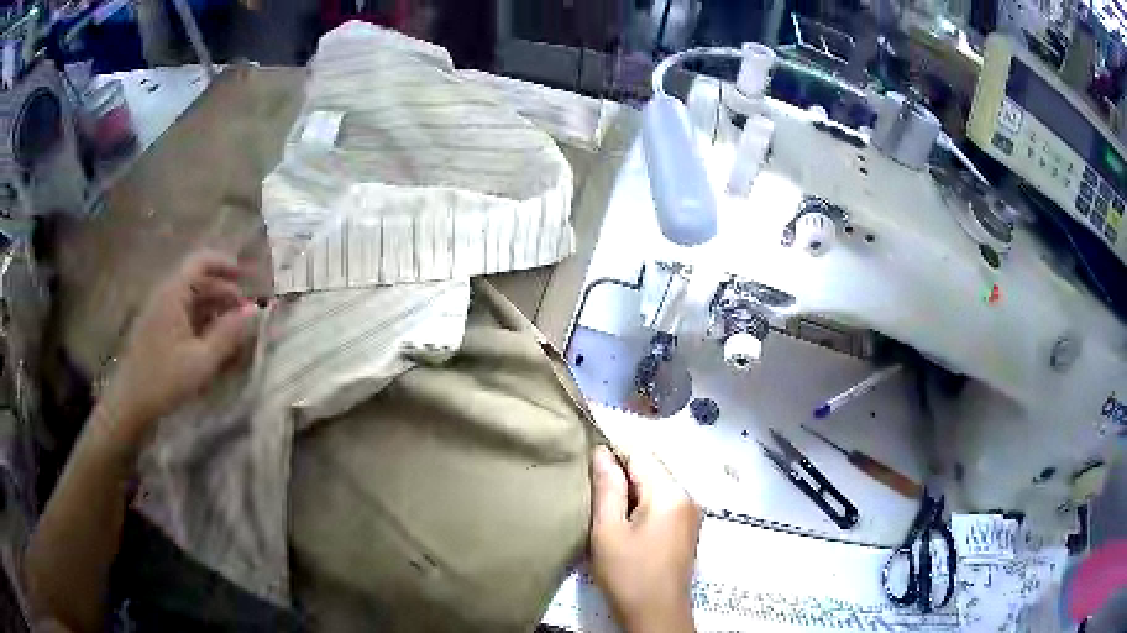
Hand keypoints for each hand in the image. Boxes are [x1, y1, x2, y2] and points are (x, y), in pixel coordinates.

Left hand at [96, 250, 258, 449]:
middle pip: (199, 281)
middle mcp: (166, 296)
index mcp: (174, 293)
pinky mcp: (158, 332)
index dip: (226, 264)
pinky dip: (202, 325)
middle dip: (225, 293)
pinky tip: (213, 347)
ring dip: (215, 311)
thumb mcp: (202, 361)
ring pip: (193, 301)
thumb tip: (253, 312)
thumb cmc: (164, 380)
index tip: (247, 277)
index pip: (202, 261)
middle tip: (246, 314)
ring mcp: (161, 314)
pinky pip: (185, 318)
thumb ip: (228, 335)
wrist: (130, 404)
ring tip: (234, 334)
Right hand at [589, 445, 700, 632]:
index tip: (585, 461)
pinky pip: (663, 501)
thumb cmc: (628, 574)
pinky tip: (624, 519)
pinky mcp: (687, 527)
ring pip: (657, 484)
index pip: (640, 453)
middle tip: (591, 489)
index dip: (612, 452)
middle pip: (651, 467)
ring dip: (630, 488)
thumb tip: (601, 451)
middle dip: (621, 472)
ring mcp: (691, 512)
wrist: (656, 615)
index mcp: (671, 493)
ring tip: (604, 504)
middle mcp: (688, 495)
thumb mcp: (608, 530)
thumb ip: (606, 487)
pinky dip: (642, 502)